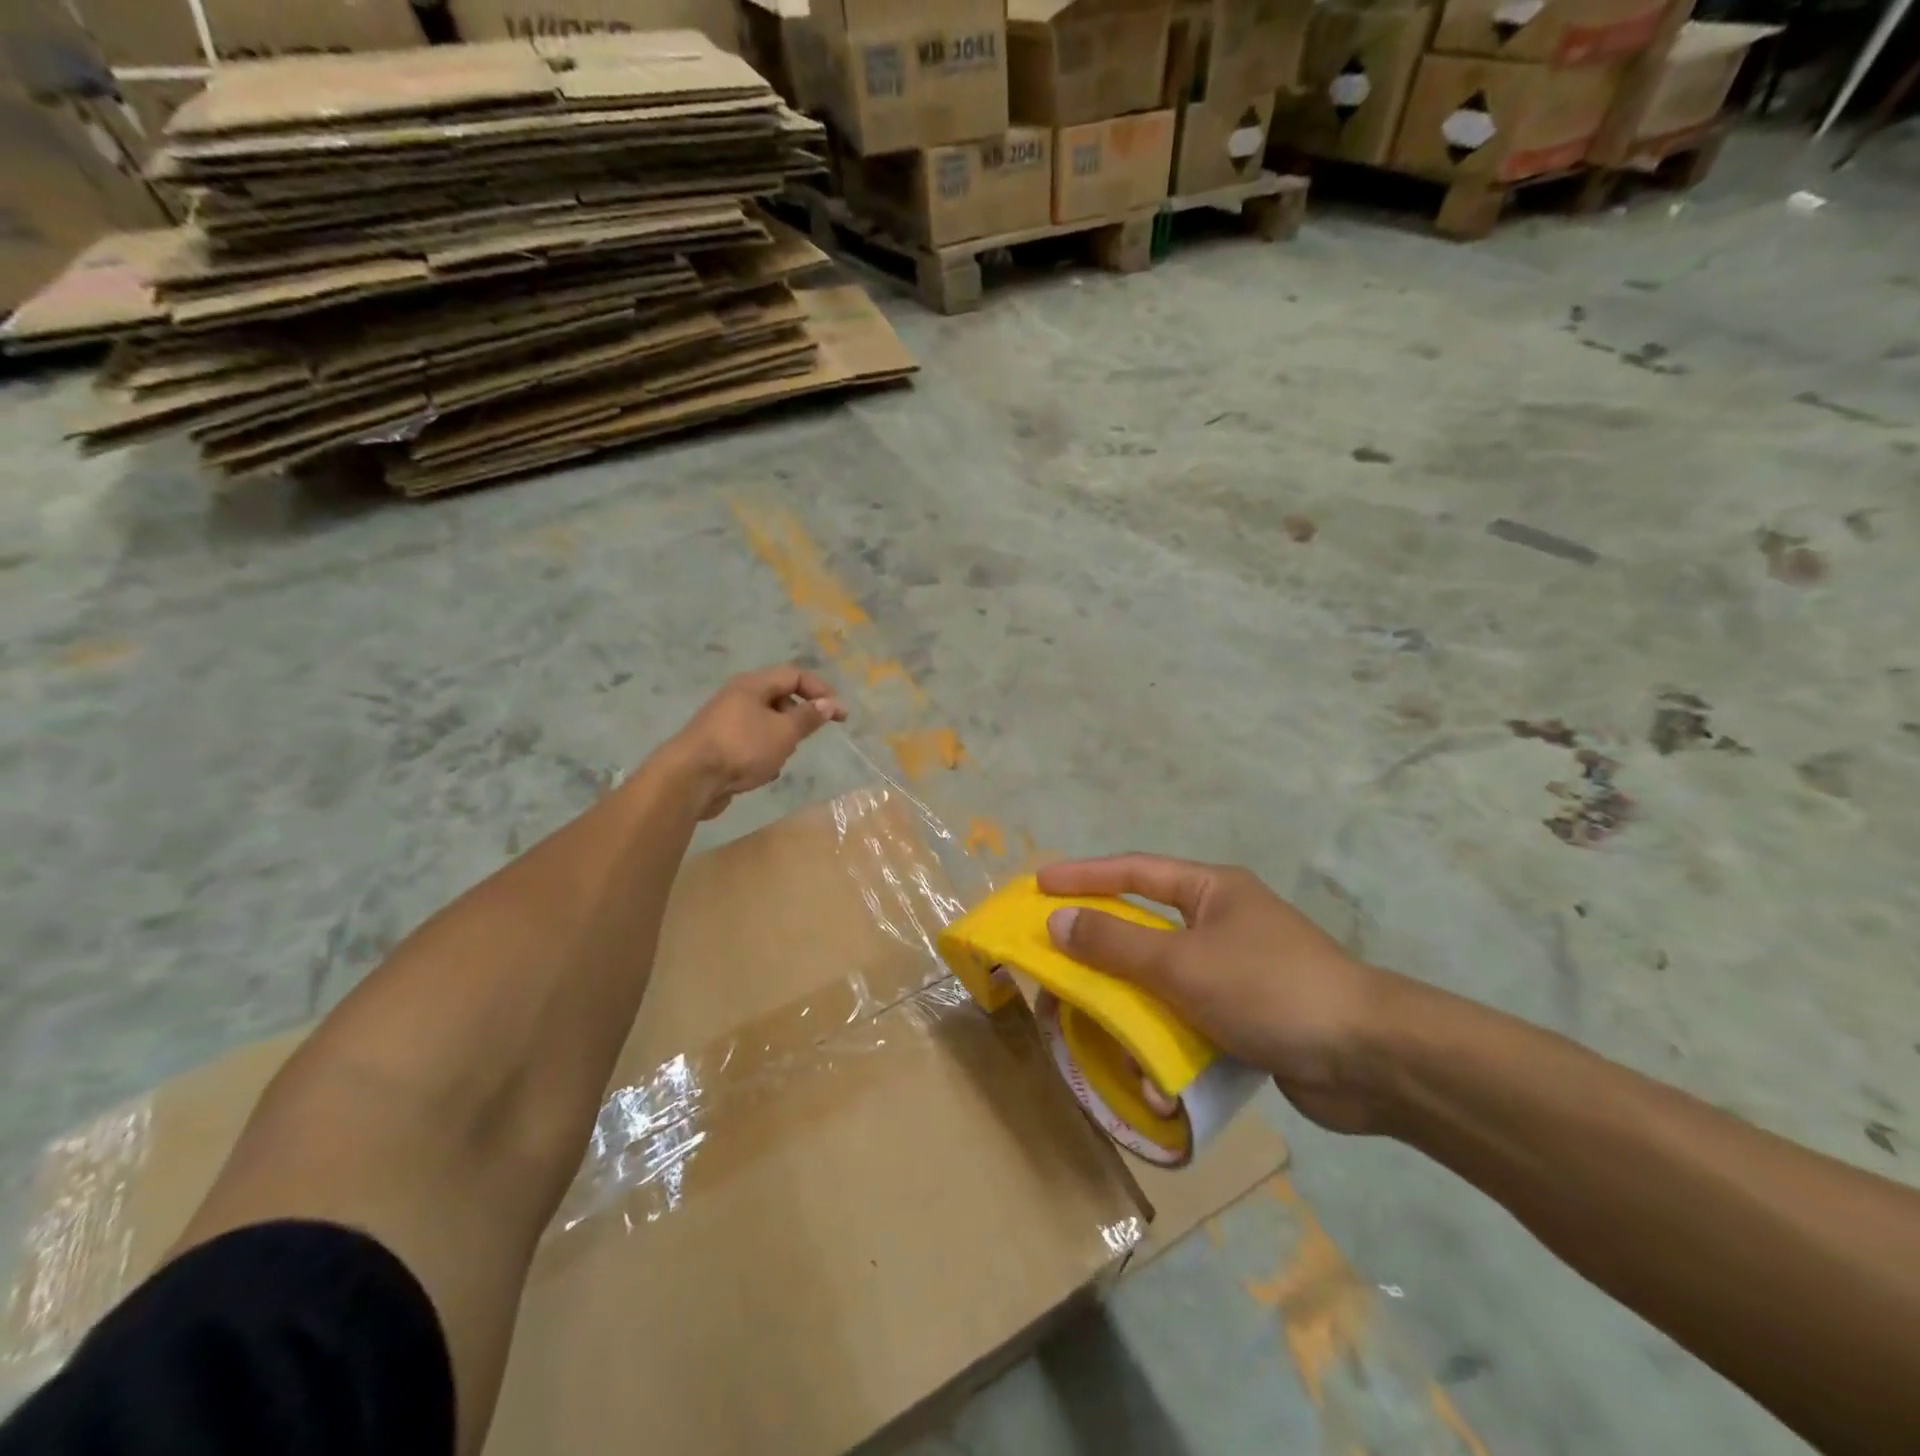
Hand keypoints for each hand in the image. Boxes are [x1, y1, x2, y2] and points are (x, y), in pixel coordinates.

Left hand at [663, 665, 846, 819]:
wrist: (689, 779)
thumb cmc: (742, 748)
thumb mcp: (784, 732)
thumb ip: (808, 717)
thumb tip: (829, 703)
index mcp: (753, 685)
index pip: (794, 675)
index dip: (821, 691)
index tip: (839, 715)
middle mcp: (737, 697)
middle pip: (779, 698)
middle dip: (799, 717)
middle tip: (808, 736)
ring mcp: (725, 721)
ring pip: (766, 723)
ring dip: (781, 739)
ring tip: (782, 758)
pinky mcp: (718, 745)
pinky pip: (751, 743)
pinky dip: (763, 754)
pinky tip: (763, 773)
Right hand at [1037, 855, 1399, 1134]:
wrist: (1370, 1059)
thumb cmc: (1269, 988)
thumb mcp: (1182, 963)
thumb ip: (1115, 943)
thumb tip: (1057, 921)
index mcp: (1211, 891)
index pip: (1133, 871)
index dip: (1083, 876)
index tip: (1038, 886)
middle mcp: (1222, 922)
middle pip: (1145, 925)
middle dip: (1100, 943)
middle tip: (1054, 954)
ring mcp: (1236, 970)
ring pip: (1163, 976)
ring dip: (1130, 998)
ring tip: (1089, 1014)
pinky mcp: (1246, 1015)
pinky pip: (1188, 1015)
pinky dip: (1164, 1034)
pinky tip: (1144, 1065)